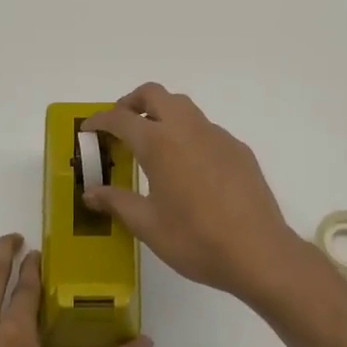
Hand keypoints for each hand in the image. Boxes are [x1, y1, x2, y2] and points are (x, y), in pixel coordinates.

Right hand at [83, 84, 306, 304]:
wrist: (258, 252)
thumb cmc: (195, 240)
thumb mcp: (147, 225)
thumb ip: (117, 202)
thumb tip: (91, 193)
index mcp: (160, 144)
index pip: (121, 118)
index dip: (100, 120)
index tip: (88, 130)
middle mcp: (188, 129)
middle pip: (155, 94)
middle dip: (132, 102)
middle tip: (120, 126)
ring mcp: (218, 136)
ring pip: (184, 107)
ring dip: (162, 113)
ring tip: (152, 144)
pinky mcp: (238, 150)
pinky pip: (206, 129)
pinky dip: (187, 134)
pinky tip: (188, 168)